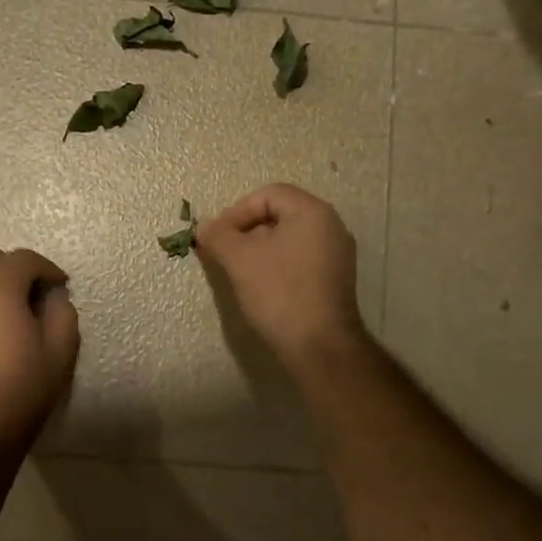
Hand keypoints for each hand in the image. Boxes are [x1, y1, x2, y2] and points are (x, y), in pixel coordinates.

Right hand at [196, 185, 366, 373]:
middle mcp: (331, 226)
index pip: (268, 195)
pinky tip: (262, 286)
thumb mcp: (239, 259)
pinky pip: (301, 259)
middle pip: (280, 215)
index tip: (217, 236)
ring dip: (260, 249)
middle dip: (247, 230)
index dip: (237, 211)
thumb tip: (204, 228)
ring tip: (239, 270)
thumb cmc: (279, 292)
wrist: (319, 345)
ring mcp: (337, 254)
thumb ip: (218, 236)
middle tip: (224, 252)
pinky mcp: (335, 279)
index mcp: (312, 212)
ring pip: (289, 238)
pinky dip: (278, 264)